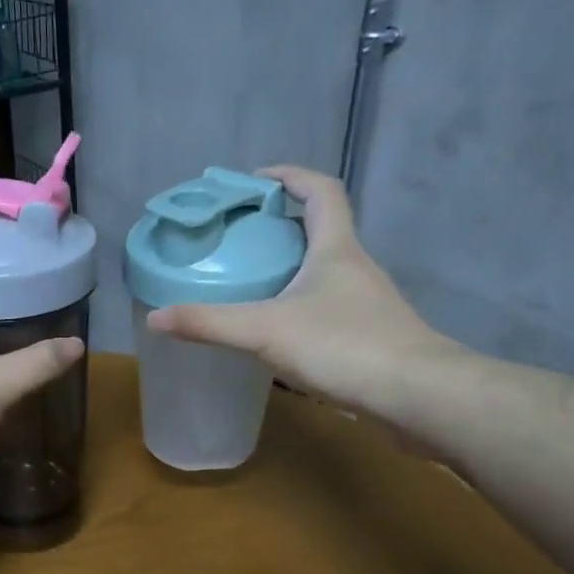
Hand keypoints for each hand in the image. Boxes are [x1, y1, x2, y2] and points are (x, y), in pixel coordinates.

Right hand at [148, 166, 457, 413]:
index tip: (252, 181)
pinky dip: (297, 301)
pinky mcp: (368, 334)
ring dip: (289, 263)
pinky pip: (326, 303)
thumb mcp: (265, 330)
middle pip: (320, 227)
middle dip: (279, 222)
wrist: (418, 396)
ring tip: (247, 277)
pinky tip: (274, 326)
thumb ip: (208, 323)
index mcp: (335, 248)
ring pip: (323, 268)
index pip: (320, 191)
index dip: (288, 177)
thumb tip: (154, 317)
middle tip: (236, 233)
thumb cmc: (344, 346)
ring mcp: (365, 302)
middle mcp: (354, 266)